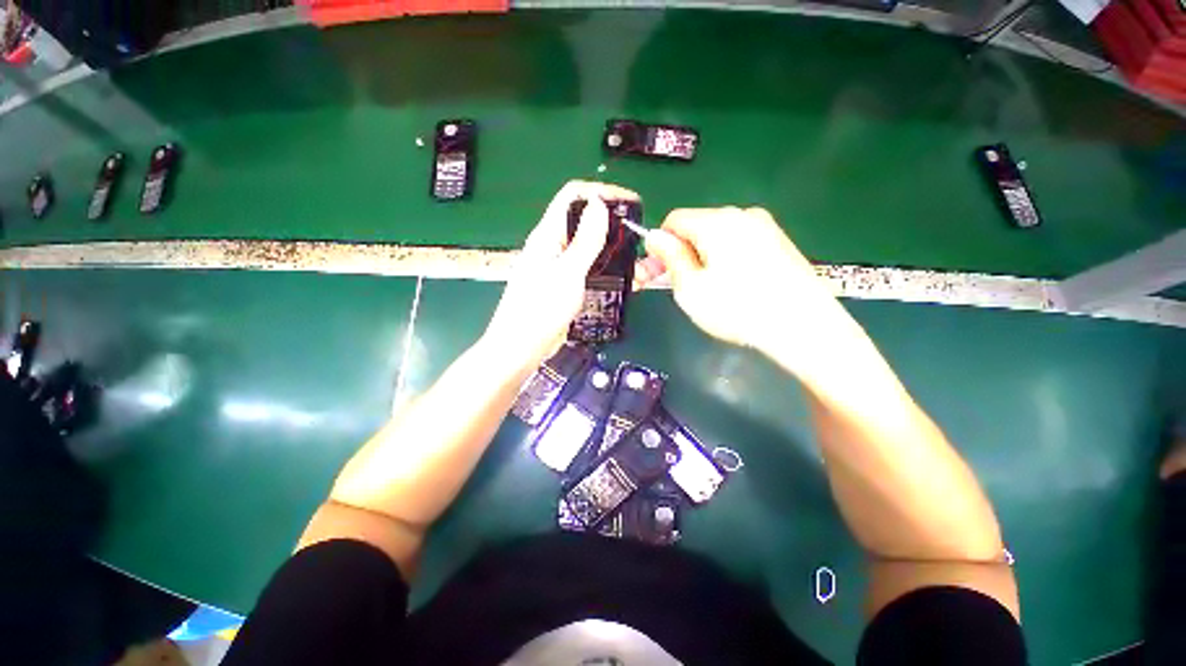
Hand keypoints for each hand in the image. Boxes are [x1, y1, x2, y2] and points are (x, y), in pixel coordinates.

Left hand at [482, 180, 639, 372]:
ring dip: (617, 253)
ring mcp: (561, 267)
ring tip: (642, 265)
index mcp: (548, 235)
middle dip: (615, 225)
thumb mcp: (567, 273)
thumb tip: (599, 204)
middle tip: (640, 239)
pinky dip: (611, 271)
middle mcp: (555, 246)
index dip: (601, 192)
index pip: (573, 195)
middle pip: (586, 222)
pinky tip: (628, 281)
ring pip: (593, 248)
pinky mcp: (567, 285)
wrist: (520, 348)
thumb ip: (585, 240)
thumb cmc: (540, 310)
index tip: (630, 202)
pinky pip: (592, 270)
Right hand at [636, 207, 851, 359]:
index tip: (656, 272)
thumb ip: (670, 257)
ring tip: (705, 289)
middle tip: (675, 285)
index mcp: (717, 221)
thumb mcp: (690, 288)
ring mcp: (765, 227)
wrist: (804, 327)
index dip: (659, 245)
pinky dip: (725, 260)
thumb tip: (655, 236)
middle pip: (696, 227)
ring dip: (701, 258)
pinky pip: (740, 244)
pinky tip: (731, 286)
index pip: (674, 220)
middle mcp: (742, 214)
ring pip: (718, 237)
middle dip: (680, 253)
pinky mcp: (780, 242)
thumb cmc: (737, 309)